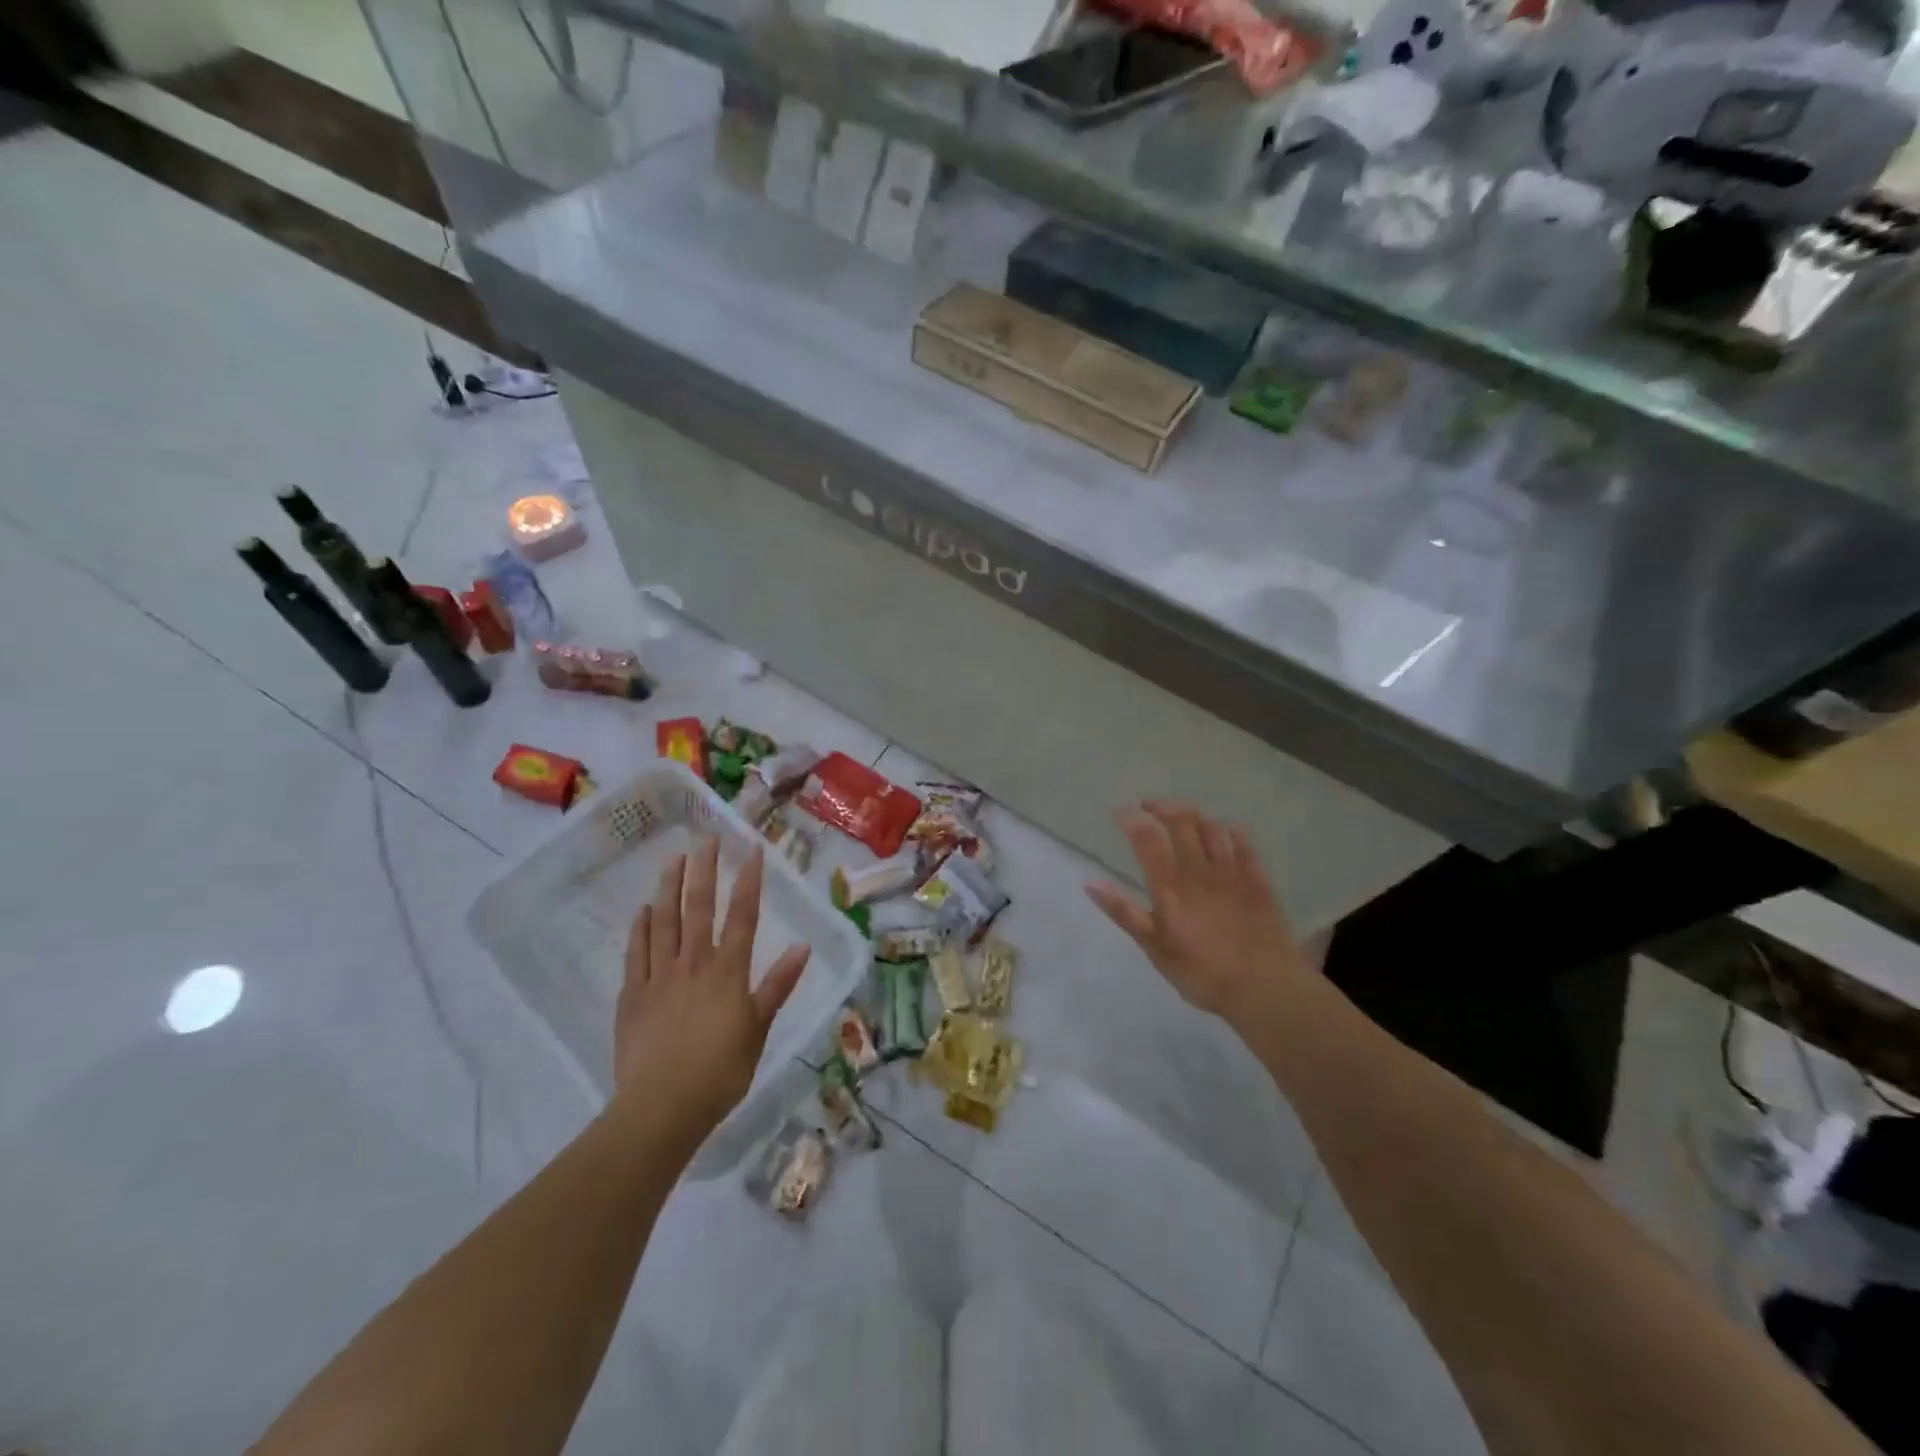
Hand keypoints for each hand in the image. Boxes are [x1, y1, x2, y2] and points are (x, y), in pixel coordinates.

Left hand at [612, 837, 810, 1141]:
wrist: (662, 1108)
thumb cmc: (720, 1072)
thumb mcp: (759, 1029)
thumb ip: (778, 985)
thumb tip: (803, 946)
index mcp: (728, 971)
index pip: (742, 915)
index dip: (748, 880)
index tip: (750, 849)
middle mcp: (693, 964)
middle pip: (699, 907)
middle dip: (704, 870)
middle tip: (705, 838)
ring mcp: (659, 977)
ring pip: (664, 921)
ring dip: (669, 888)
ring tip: (673, 859)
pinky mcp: (633, 995)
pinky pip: (637, 952)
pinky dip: (640, 928)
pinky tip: (643, 910)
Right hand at [1086, 801, 1306, 1027]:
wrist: (1265, 989)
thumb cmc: (1202, 974)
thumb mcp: (1155, 949)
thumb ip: (1124, 913)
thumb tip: (1091, 884)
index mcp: (1170, 888)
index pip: (1147, 840)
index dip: (1131, 820)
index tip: (1119, 811)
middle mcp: (1199, 872)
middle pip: (1181, 822)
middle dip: (1162, 806)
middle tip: (1148, 806)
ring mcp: (1232, 874)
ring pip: (1212, 829)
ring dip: (1194, 815)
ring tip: (1182, 814)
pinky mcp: (1258, 882)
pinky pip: (1246, 846)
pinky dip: (1234, 832)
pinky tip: (1229, 830)